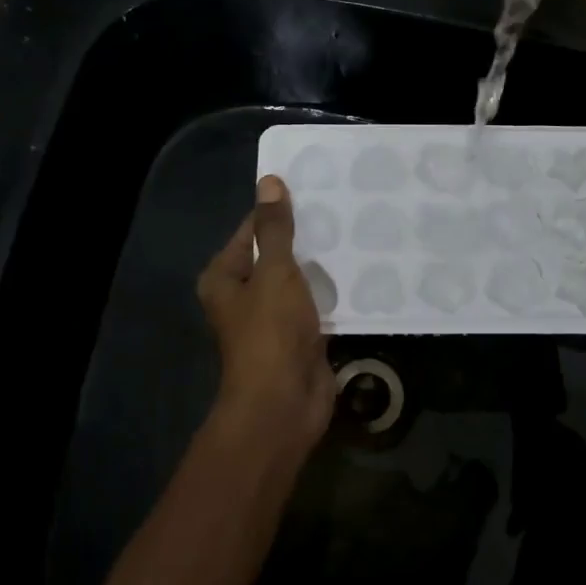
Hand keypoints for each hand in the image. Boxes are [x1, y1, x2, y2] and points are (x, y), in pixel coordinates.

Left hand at [196, 176, 334, 460]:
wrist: (284, 402)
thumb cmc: (270, 332)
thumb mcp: (273, 272)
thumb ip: (275, 229)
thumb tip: (269, 181)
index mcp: (224, 277)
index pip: (251, 230)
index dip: (279, 210)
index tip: (316, 190)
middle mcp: (244, 295)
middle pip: (276, 255)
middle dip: (306, 237)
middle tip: (344, 208)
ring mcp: (273, 317)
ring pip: (299, 280)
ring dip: (322, 265)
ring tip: (357, 232)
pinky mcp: (300, 336)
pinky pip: (317, 304)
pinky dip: (334, 292)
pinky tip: (361, 271)